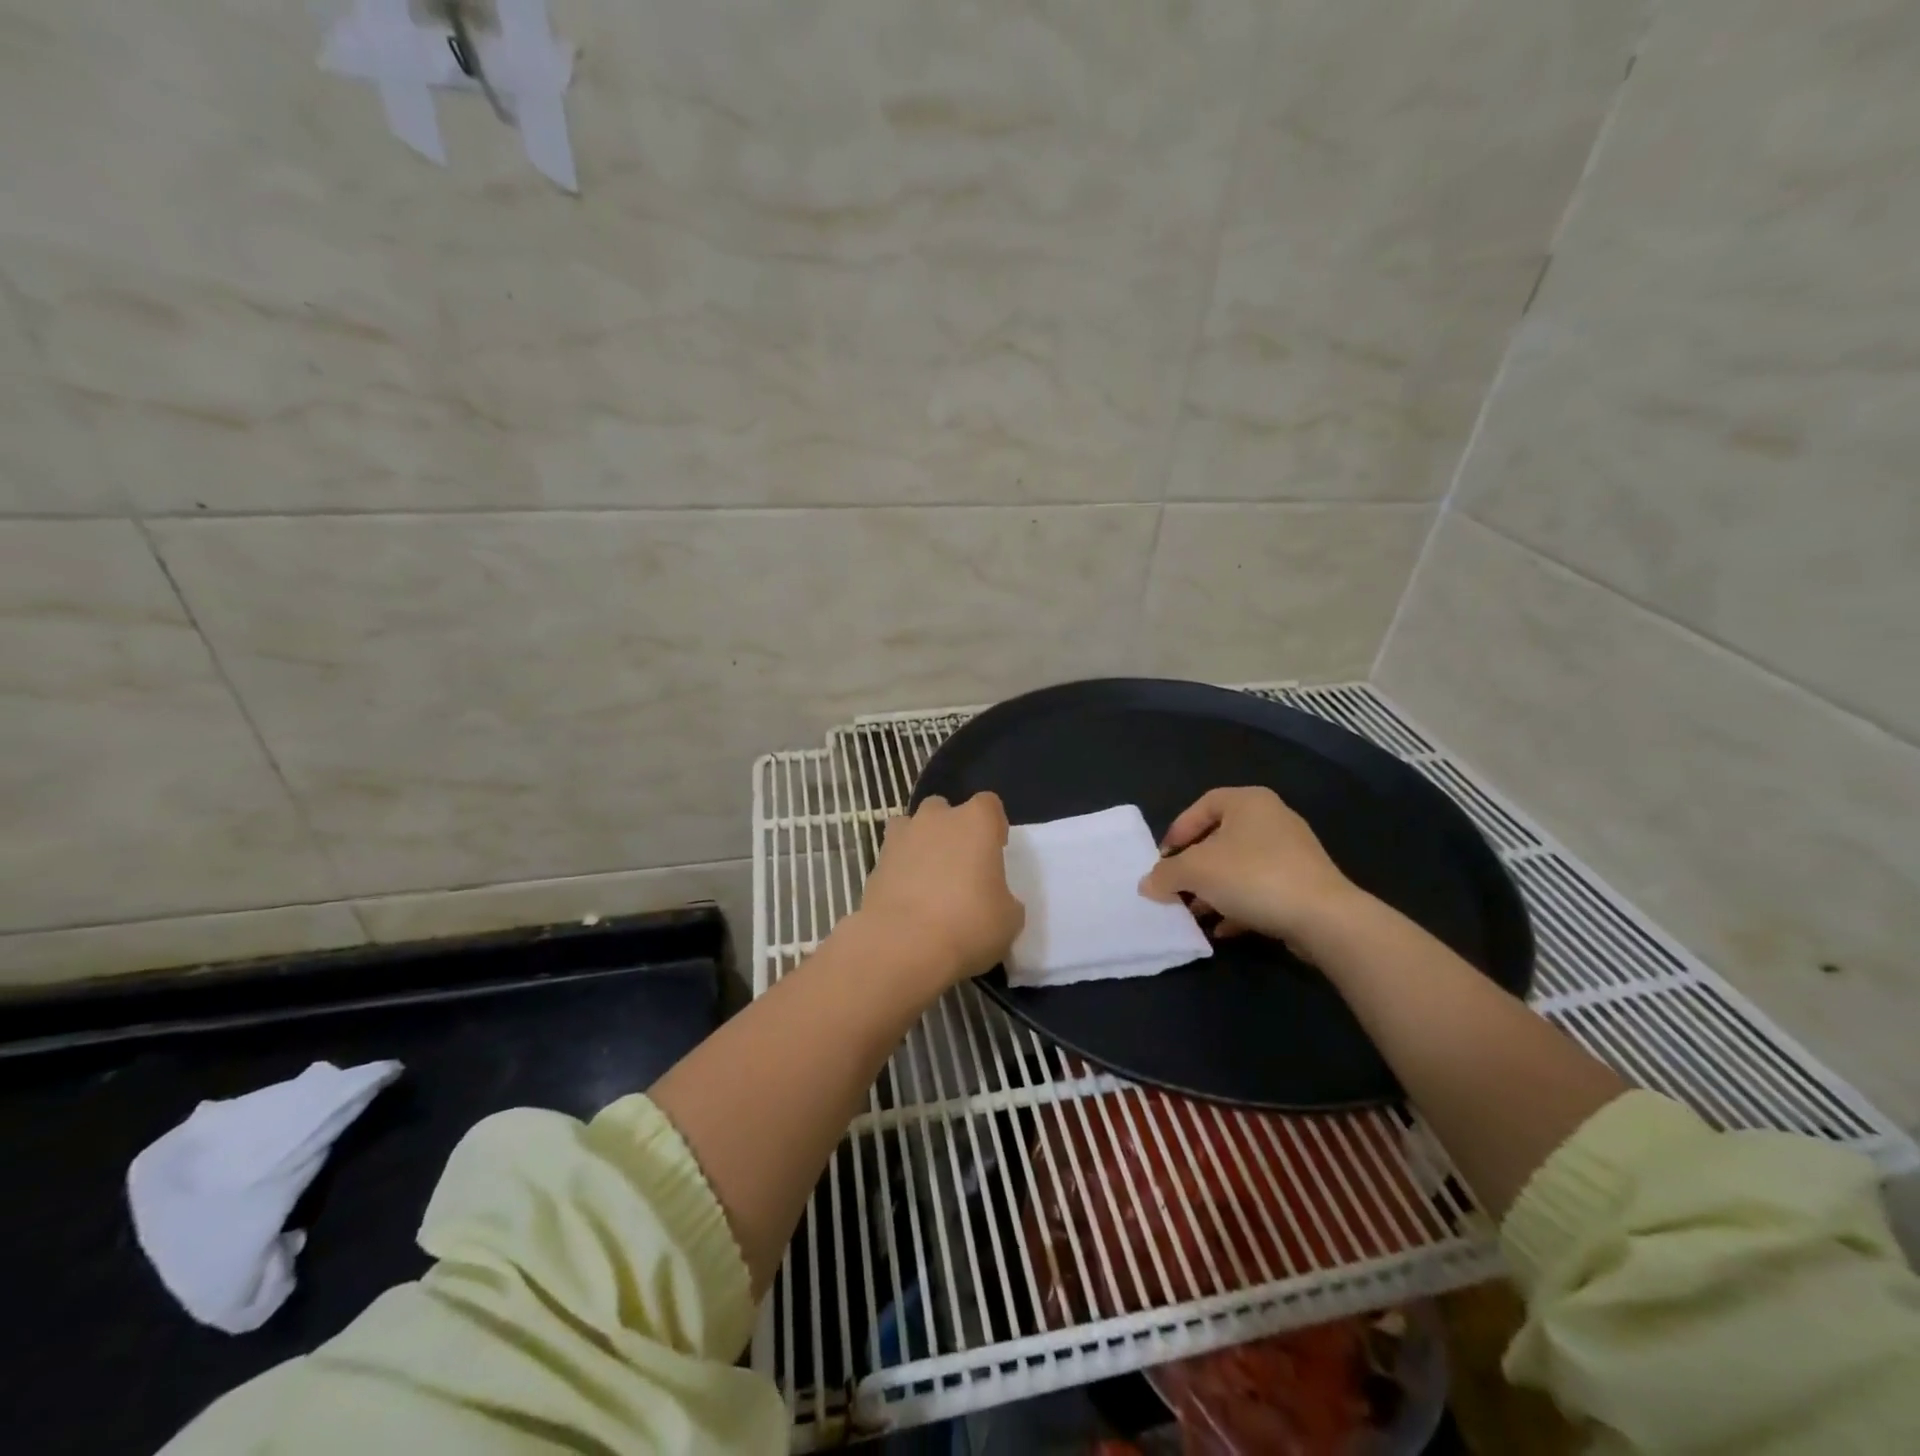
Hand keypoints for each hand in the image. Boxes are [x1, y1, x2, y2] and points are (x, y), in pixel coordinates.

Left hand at [855, 792, 1024, 985]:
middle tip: (960, 864)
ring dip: (920, 844)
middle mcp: (936, 819)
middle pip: (944, 809)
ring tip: (928, 878)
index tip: (996, 849)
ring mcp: (900, 838)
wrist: (902, 945)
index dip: (993, 825)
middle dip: (951, 829)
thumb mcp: (1009, 919)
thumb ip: (1005, 899)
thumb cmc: (968, 924)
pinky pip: (892, 858)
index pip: (989, 804)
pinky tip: (907, 900)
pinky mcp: (875, 864)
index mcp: (976, 822)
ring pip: (910, 827)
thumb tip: (996, 900)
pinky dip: (899, 871)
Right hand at [1139, 787, 1366, 955]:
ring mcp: (1292, 853)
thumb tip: (1148, 884)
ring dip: (1213, 890)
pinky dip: (1238, 905)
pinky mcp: (1304, 884)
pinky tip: (1223, 929)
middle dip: (1194, 867)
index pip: (1201, 806)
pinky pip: (1260, 889)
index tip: (1163, 860)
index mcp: (1248, 802)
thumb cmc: (1252, 877)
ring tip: (1195, 913)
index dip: (1177, 831)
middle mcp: (1272, 819)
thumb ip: (1165, 874)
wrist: (1324, 918)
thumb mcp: (1195, 871)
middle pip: (1219, 839)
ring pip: (1239, 867)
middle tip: (1176, 888)